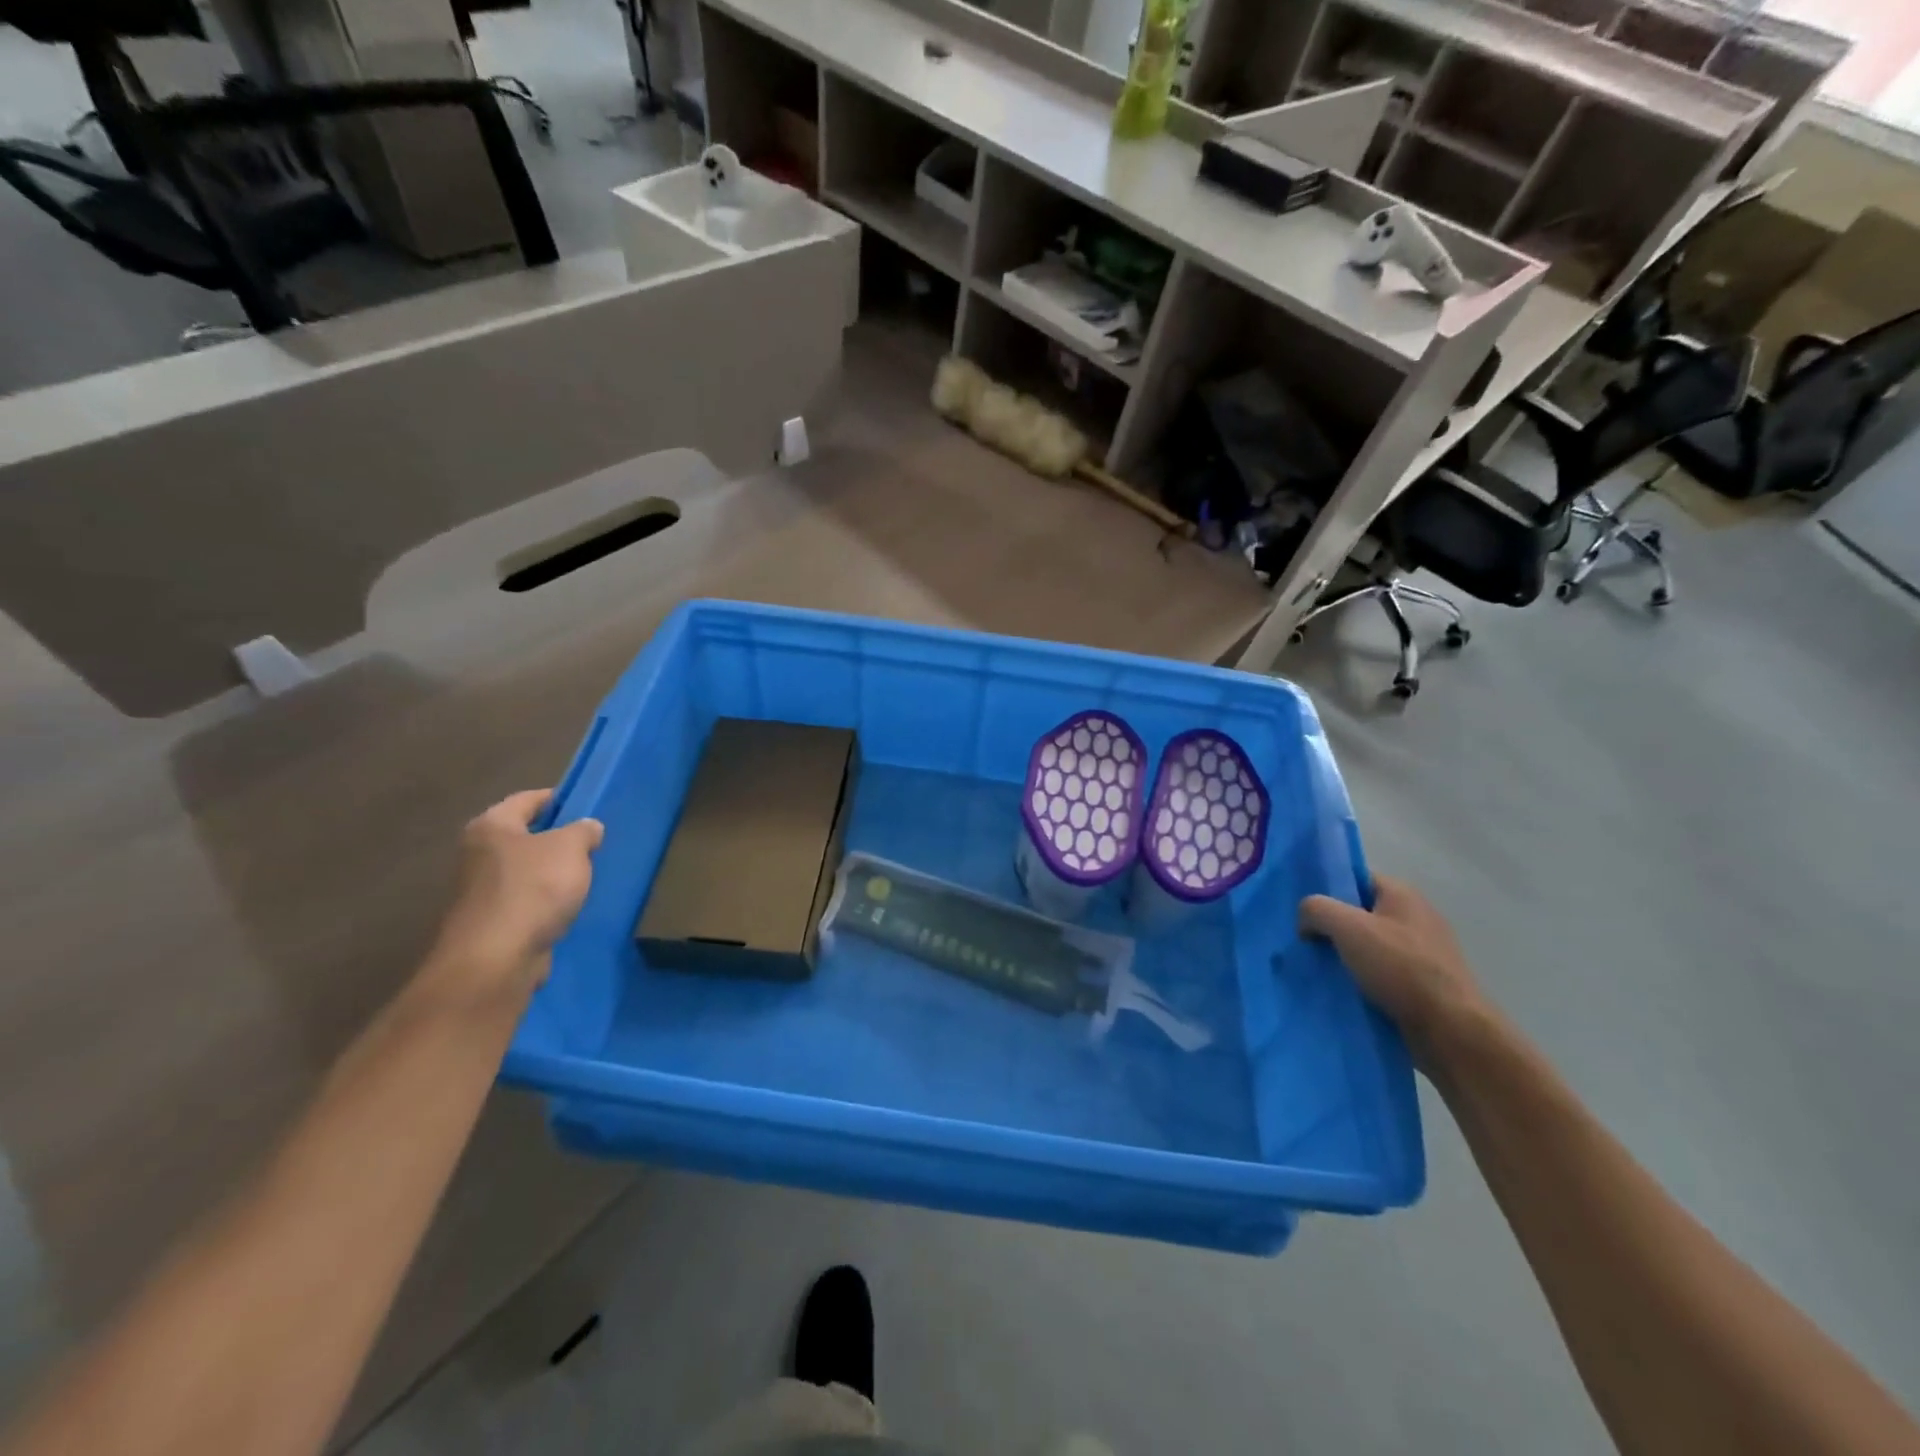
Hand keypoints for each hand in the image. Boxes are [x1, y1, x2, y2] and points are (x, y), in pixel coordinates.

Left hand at [428, 790, 603, 1000]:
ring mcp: (479, 891)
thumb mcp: (571, 848)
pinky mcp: (489, 922)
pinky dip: (543, 901)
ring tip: (583, 875)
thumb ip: (583, 831)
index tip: (583, 804)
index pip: (527, 799)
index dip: (557, 798)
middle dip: (555, 838)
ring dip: (549, 872)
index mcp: (491, 826)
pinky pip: (523, 901)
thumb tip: (588, 828)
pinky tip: (566, 906)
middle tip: (589, 842)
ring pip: (523, 870)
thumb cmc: (534, 888)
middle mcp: (477, 854)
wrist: (497, 957)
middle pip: (523, 836)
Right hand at [1299, 875, 1490, 1071]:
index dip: (1328, 891)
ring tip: (1317, 970)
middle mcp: (1415, 917)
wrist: (1451, 1030)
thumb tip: (1306, 921)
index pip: (1355, 879)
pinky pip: (1380, 974)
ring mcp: (1422, 953)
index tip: (1304, 912)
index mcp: (1402, 894)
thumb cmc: (1401, 967)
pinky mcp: (1422, 984)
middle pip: (1359, 913)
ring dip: (1344, 957)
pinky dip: (1360, 980)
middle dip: (1332, 927)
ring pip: (1368, 946)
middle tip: (1305, 942)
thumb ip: (1316, 909)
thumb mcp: (1347, 927)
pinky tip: (1341, 991)